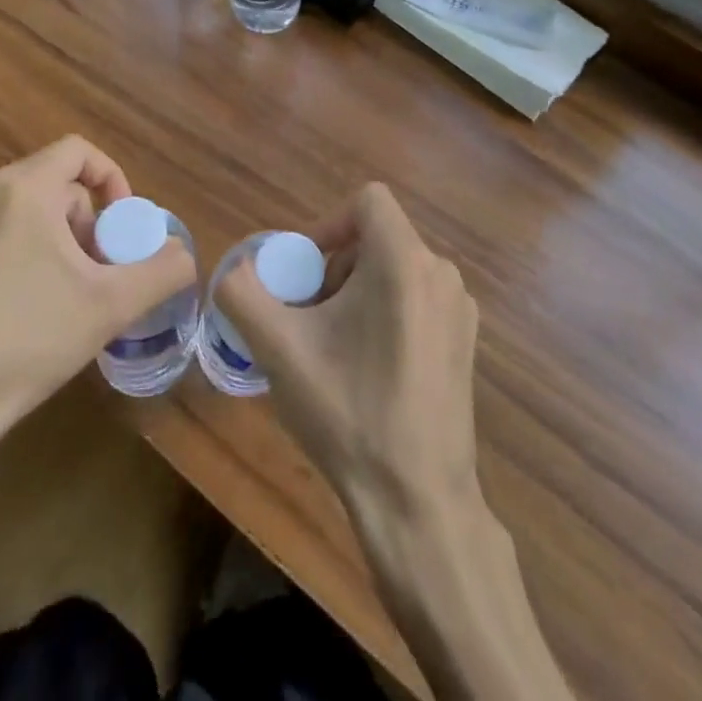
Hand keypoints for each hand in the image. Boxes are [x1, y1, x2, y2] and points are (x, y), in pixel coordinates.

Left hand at [0, 136, 195, 500]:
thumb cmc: (25, 343)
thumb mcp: (110, 306)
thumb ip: (161, 271)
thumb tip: (184, 254)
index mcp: (23, 188)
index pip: (81, 153)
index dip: (115, 180)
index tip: (125, 228)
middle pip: (60, 185)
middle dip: (91, 224)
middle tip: (102, 274)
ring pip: (34, 209)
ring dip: (64, 241)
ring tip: (72, 295)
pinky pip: (6, 228)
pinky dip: (32, 251)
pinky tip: (34, 306)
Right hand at [218, 183, 480, 527]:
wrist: (418, 501)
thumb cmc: (349, 412)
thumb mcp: (280, 349)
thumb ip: (244, 294)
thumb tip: (234, 270)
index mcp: (404, 261)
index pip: (368, 200)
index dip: (328, 223)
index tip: (305, 269)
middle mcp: (441, 273)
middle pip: (378, 238)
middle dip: (337, 267)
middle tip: (310, 317)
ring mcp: (460, 309)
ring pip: (397, 269)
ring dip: (359, 292)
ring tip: (335, 346)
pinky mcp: (467, 341)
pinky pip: (419, 299)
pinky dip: (388, 312)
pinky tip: (369, 369)